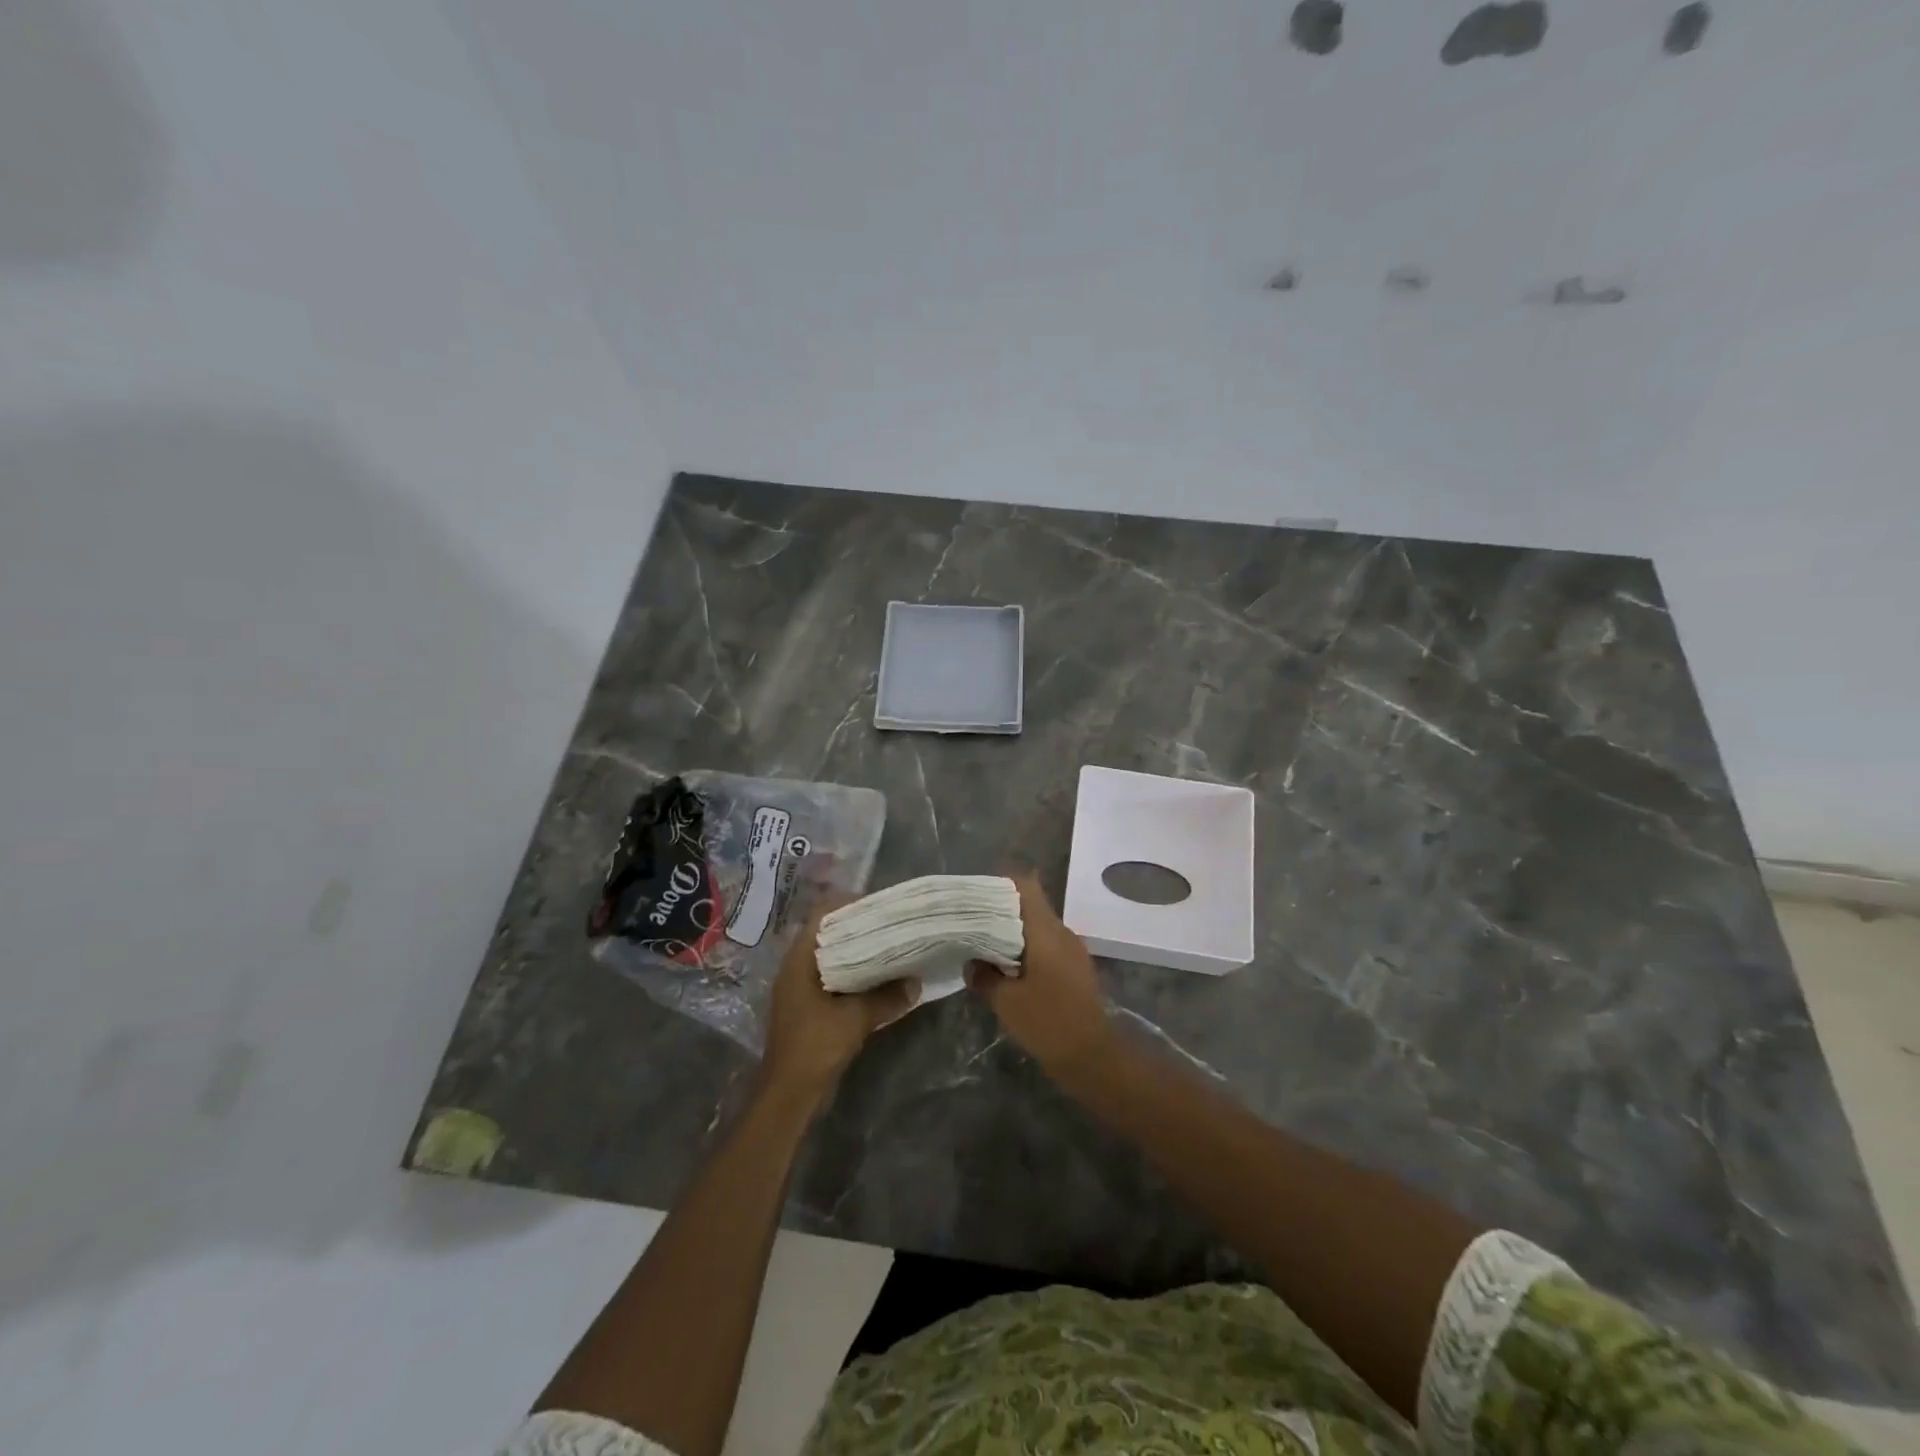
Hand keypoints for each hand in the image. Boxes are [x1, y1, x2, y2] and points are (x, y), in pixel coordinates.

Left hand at [761, 898, 918, 1097]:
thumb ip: (887, 998)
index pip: (821, 914)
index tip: (879, 906)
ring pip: (832, 956)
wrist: (788, 1093)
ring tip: (891, 947)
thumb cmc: (815, 1047)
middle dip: (858, 927)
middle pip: (828, 933)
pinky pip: (834, 978)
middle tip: (891, 925)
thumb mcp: (856, 1019)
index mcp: (800, 960)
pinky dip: (854, 974)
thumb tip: (917, 982)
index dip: (848, 904)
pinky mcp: (809, 1007)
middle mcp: (797, 967)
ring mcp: (801, 988)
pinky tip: (879, 979)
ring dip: (858, 952)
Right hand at [967, 873, 1111, 1075]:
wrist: (1093, 1057)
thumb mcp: (1005, 1001)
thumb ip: (984, 976)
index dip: (1001, 884)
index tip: (976, 894)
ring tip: (984, 945)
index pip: (1027, 885)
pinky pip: (1047, 947)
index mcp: (1046, 930)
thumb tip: (971, 962)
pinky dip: (1026, 950)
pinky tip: (1007, 969)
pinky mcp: (1075, 970)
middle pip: (1030, 906)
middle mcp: (1062, 933)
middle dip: (1001, 910)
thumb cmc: (1048, 1022)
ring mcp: (1072, 951)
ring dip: (1013, 933)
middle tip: (971, 921)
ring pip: (1038, 928)